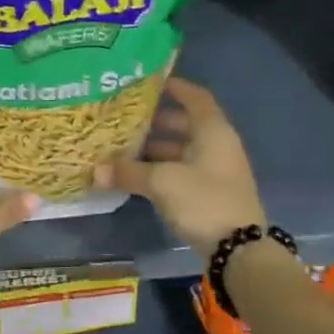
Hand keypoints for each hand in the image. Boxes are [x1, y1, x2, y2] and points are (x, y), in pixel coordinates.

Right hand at [95, 77, 264, 260]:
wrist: (239, 251)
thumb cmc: (204, 200)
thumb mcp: (162, 182)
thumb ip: (128, 172)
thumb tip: (95, 171)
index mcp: (213, 131)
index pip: (195, 97)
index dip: (174, 87)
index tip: (149, 83)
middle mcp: (218, 145)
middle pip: (187, 124)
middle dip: (157, 121)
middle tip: (126, 118)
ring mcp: (217, 170)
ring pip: (184, 150)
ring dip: (157, 148)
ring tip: (124, 148)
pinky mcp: (212, 193)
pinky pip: (184, 170)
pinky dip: (163, 169)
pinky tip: (139, 175)